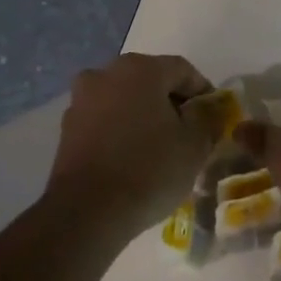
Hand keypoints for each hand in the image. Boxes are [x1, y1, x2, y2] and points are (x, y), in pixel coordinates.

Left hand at [45, 53, 214, 239]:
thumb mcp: (194, 145)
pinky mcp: (68, 127)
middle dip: (171, 103)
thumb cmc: (149, 169)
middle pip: (150, 81)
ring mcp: (82, 99)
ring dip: (143, 116)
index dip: (203, 92)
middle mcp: (107, 73)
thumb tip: (207, 108)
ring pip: (124, 100)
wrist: (87, 211)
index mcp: (141, 68)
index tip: (213, 119)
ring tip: (158, 149)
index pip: (183, 70)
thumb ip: (207, 118)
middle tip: (188, 133)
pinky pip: (104, 120)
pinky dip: (120, 131)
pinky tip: (131, 158)